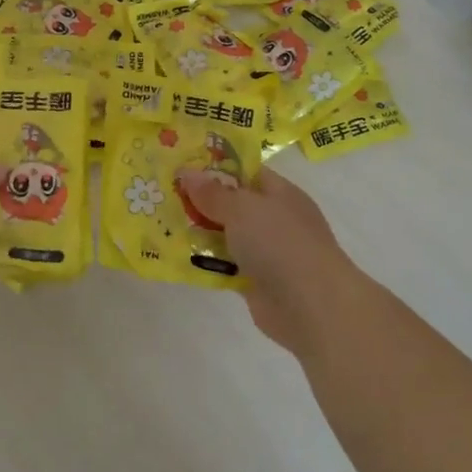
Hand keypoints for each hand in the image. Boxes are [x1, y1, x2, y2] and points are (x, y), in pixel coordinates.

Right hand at [179, 167, 367, 357]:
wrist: (311, 306)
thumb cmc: (280, 243)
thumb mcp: (242, 208)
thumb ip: (213, 193)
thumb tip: (187, 173)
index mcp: (280, 193)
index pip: (245, 172)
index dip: (215, 167)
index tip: (181, 165)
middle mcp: (274, 219)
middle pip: (232, 204)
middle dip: (200, 200)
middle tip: (162, 193)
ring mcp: (266, 252)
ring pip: (225, 235)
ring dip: (198, 232)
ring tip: (160, 222)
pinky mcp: (254, 281)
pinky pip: (224, 265)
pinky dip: (204, 262)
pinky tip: (175, 255)